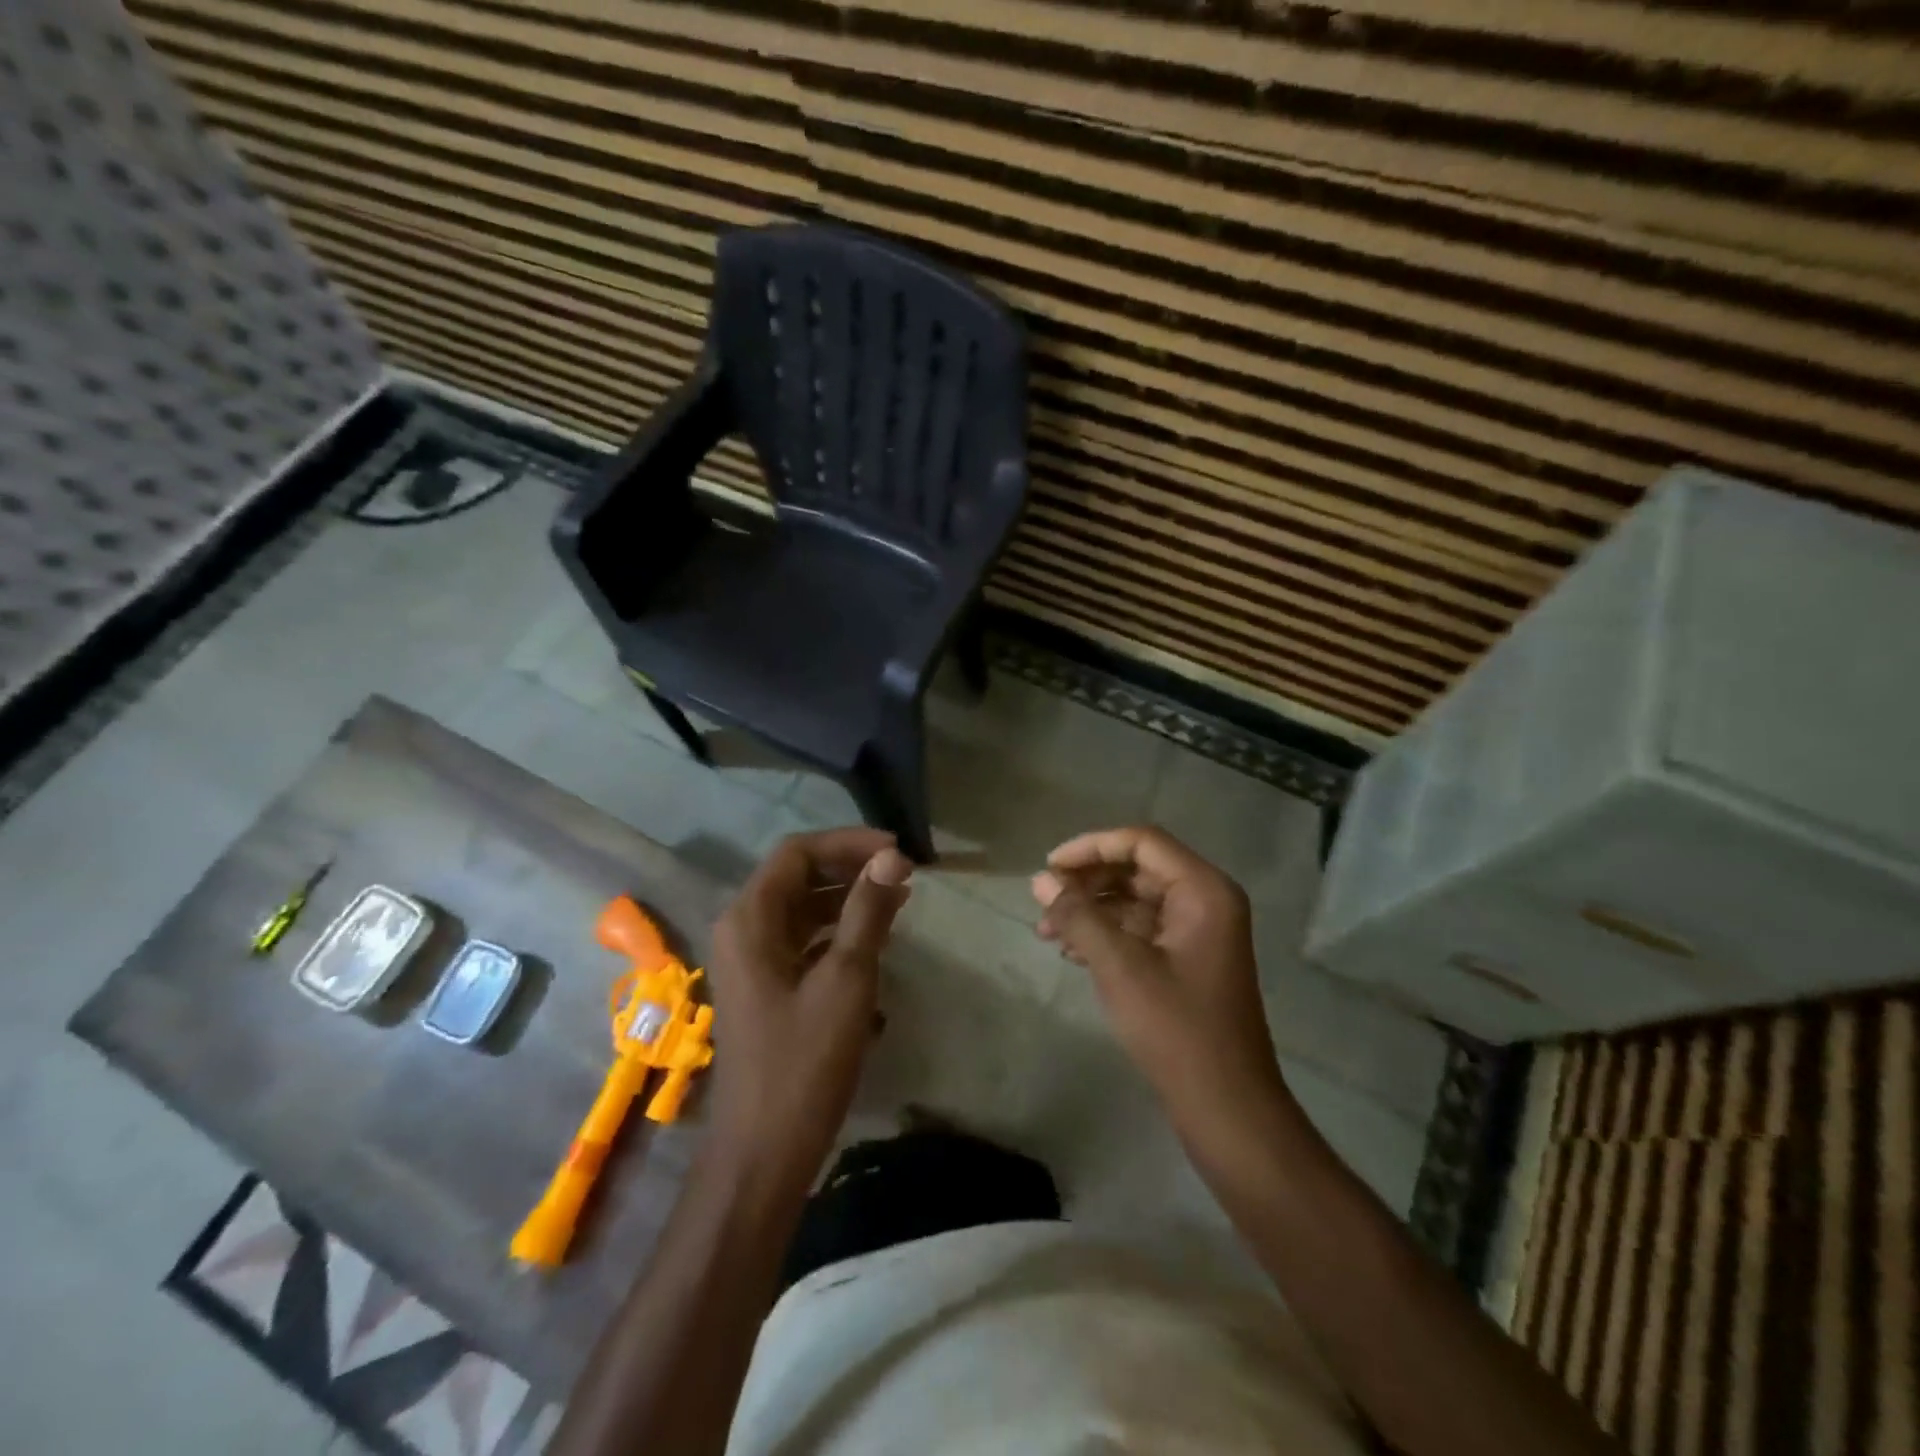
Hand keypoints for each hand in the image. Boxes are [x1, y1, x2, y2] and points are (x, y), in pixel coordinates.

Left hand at [706, 828, 912, 1187]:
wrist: (763, 1154)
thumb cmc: (804, 1062)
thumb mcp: (846, 980)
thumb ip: (868, 911)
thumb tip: (892, 857)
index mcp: (750, 919)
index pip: (798, 852)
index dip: (848, 843)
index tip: (897, 851)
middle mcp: (743, 930)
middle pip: (797, 876)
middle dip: (850, 868)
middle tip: (903, 874)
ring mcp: (752, 960)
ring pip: (802, 908)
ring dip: (847, 899)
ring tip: (898, 901)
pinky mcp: (766, 987)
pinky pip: (802, 940)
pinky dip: (837, 931)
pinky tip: (874, 940)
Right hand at [1032, 827, 1291, 1146]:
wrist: (1226, 1107)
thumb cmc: (1176, 1029)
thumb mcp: (1119, 966)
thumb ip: (1078, 916)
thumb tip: (1040, 880)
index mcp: (1203, 890)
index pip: (1141, 842)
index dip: (1091, 847)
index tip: (1049, 867)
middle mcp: (1206, 901)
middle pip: (1137, 868)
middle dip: (1087, 882)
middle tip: (1043, 901)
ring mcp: (1198, 932)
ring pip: (1135, 899)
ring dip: (1091, 909)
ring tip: (1047, 930)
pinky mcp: (1187, 960)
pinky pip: (1141, 929)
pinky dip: (1106, 933)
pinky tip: (1071, 951)